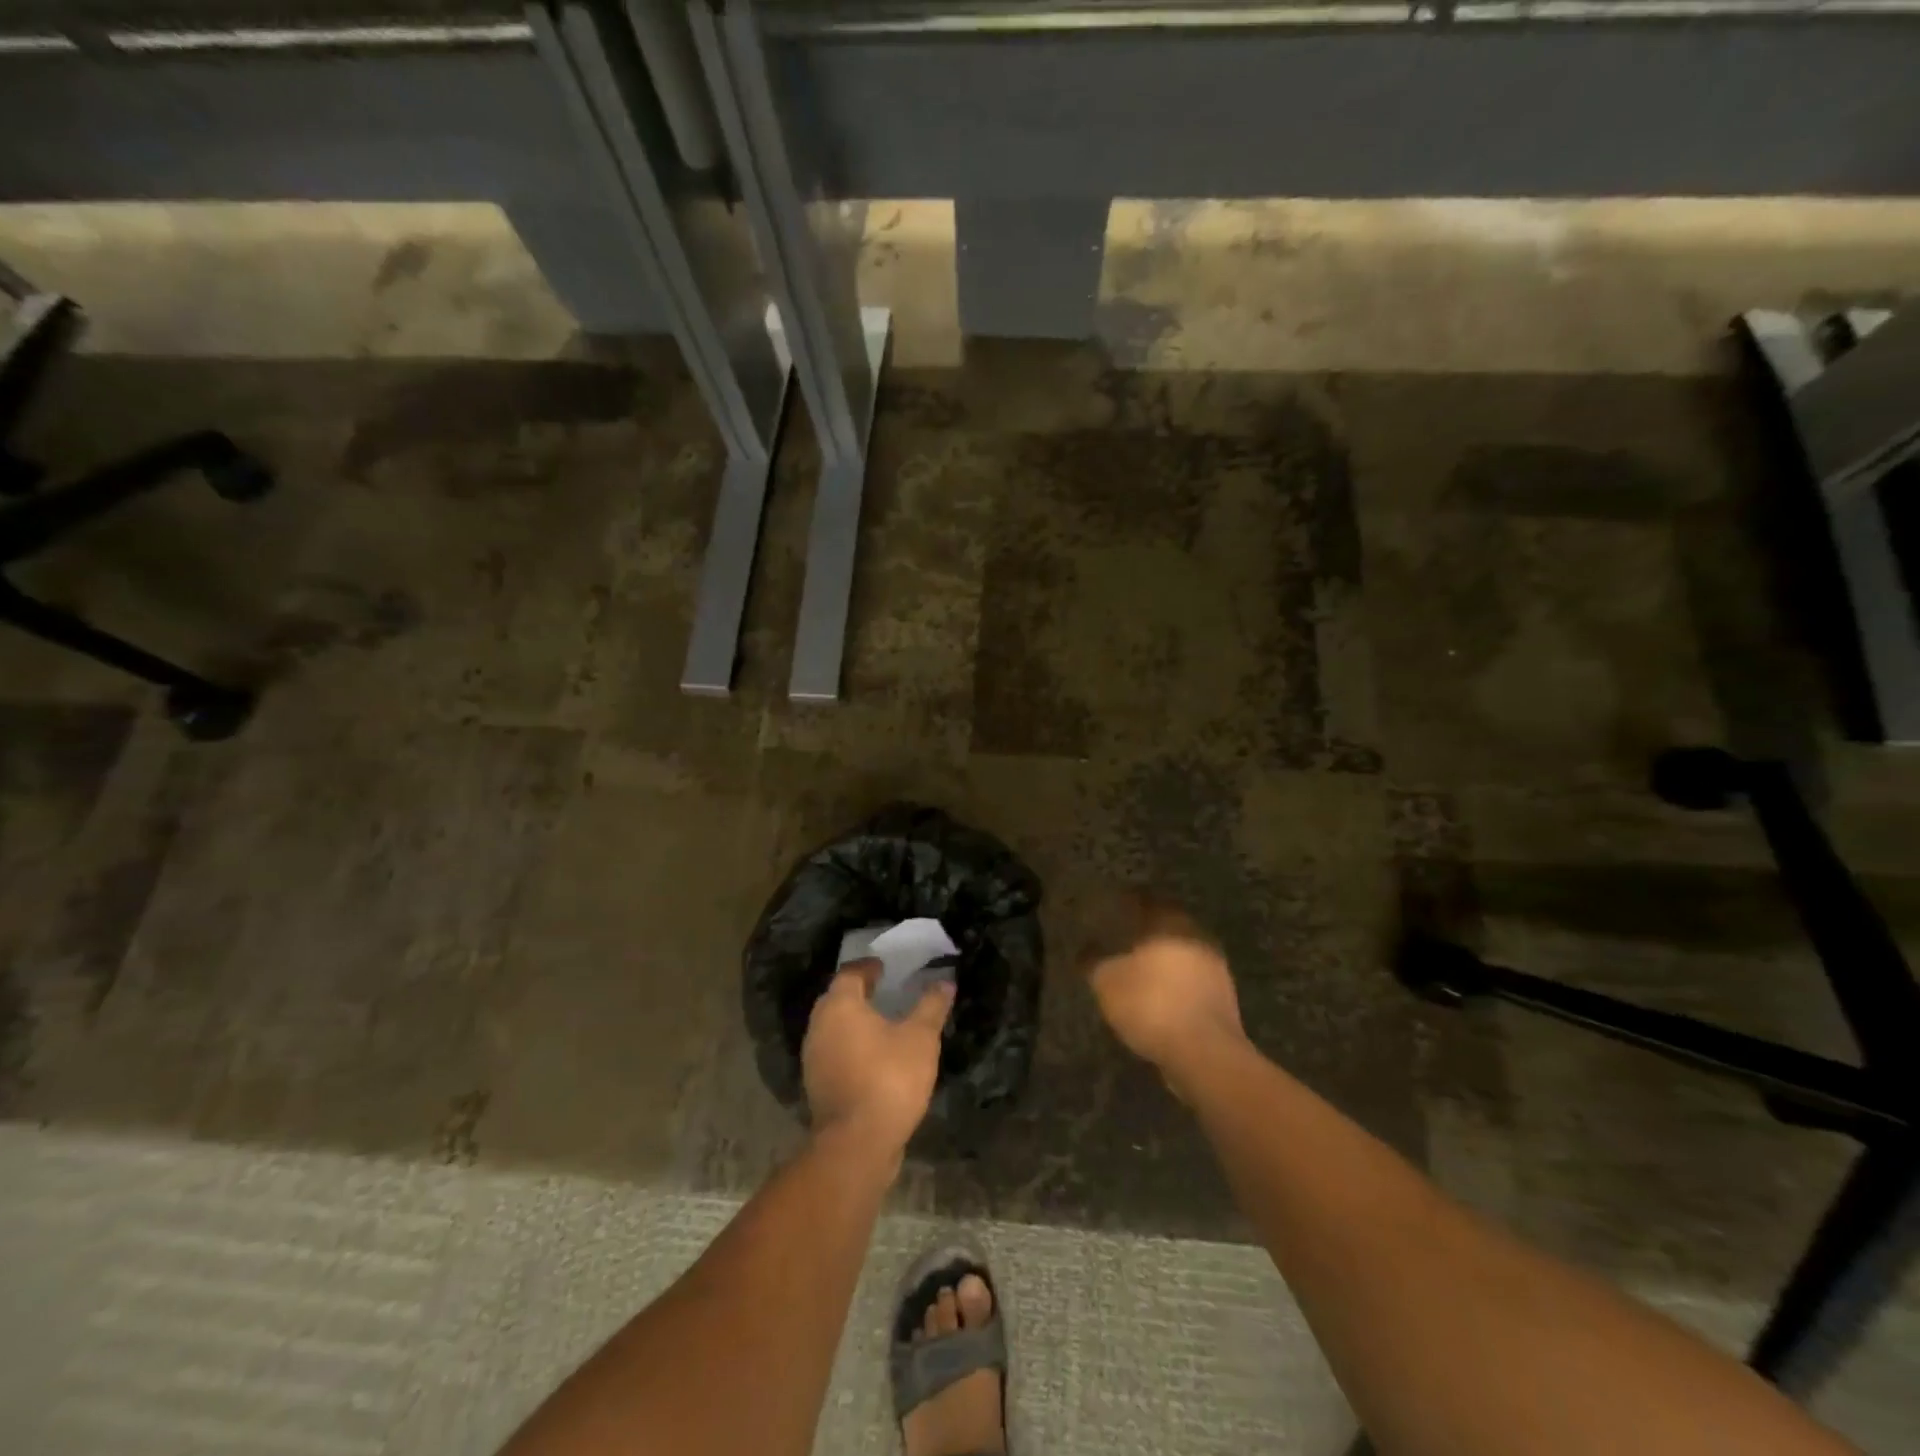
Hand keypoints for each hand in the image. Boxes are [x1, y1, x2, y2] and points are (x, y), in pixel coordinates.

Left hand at [802, 960, 953, 1155]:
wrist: (857, 1144)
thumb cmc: (889, 1078)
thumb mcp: (921, 1038)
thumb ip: (931, 1007)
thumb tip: (945, 983)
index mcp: (840, 1006)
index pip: (850, 974)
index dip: (868, 967)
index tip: (885, 967)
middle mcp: (819, 1026)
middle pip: (837, 998)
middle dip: (858, 992)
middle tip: (884, 990)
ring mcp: (813, 1057)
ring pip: (833, 1027)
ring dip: (853, 1021)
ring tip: (882, 1023)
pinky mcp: (817, 1085)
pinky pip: (834, 1052)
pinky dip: (851, 1046)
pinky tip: (873, 1056)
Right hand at [1084, 892, 1245, 1084]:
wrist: (1204, 1053)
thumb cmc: (1151, 1004)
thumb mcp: (1107, 982)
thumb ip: (1093, 961)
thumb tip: (1084, 949)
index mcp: (1170, 923)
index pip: (1145, 902)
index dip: (1126, 905)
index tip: (1110, 911)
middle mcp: (1197, 937)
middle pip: (1167, 928)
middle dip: (1146, 934)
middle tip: (1122, 941)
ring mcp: (1216, 969)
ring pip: (1182, 956)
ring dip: (1163, 962)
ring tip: (1138, 973)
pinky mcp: (1224, 1000)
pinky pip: (1192, 983)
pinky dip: (1175, 986)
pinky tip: (1158, 999)